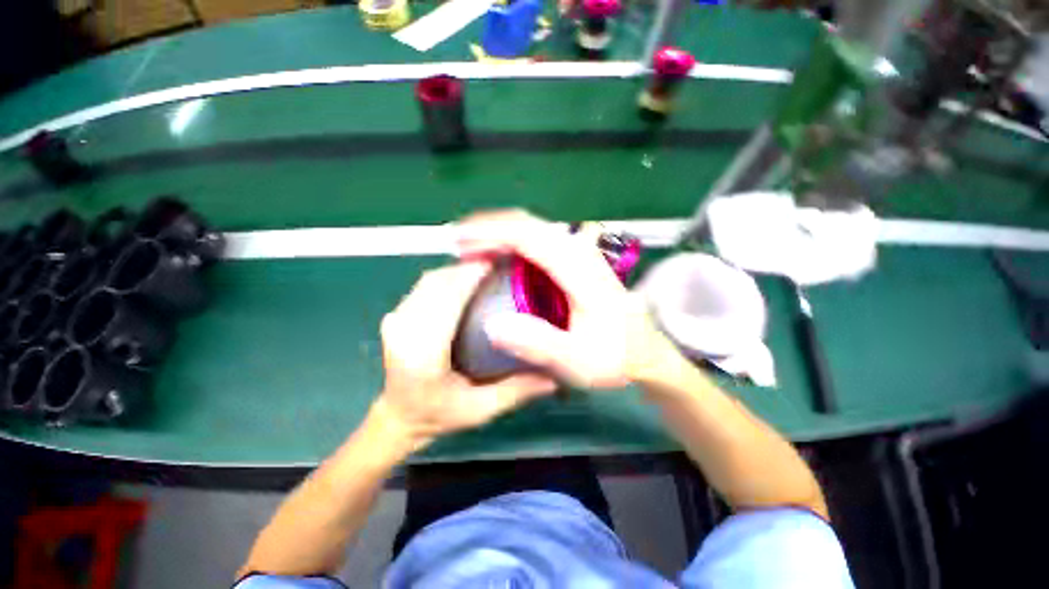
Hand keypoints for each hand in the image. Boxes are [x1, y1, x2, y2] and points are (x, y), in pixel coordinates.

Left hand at [374, 261, 557, 450]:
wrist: (399, 418)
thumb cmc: (439, 416)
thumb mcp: (482, 409)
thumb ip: (519, 390)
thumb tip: (557, 372)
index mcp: (422, 353)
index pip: (447, 299)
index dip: (471, 275)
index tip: (498, 263)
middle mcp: (404, 330)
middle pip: (438, 283)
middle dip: (468, 267)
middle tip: (500, 263)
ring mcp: (395, 320)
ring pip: (430, 280)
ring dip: (458, 269)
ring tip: (487, 268)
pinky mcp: (396, 315)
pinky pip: (424, 286)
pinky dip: (447, 276)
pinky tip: (467, 278)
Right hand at [456, 210, 672, 388]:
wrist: (644, 351)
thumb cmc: (614, 357)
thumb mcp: (579, 362)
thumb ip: (540, 344)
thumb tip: (493, 325)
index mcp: (580, 272)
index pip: (531, 237)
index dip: (492, 233)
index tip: (460, 240)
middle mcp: (579, 252)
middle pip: (529, 224)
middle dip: (489, 227)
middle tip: (457, 243)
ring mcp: (579, 252)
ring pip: (532, 228)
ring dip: (499, 231)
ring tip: (470, 246)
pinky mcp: (576, 259)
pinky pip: (537, 240)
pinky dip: (512, 241)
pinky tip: (497, 254)